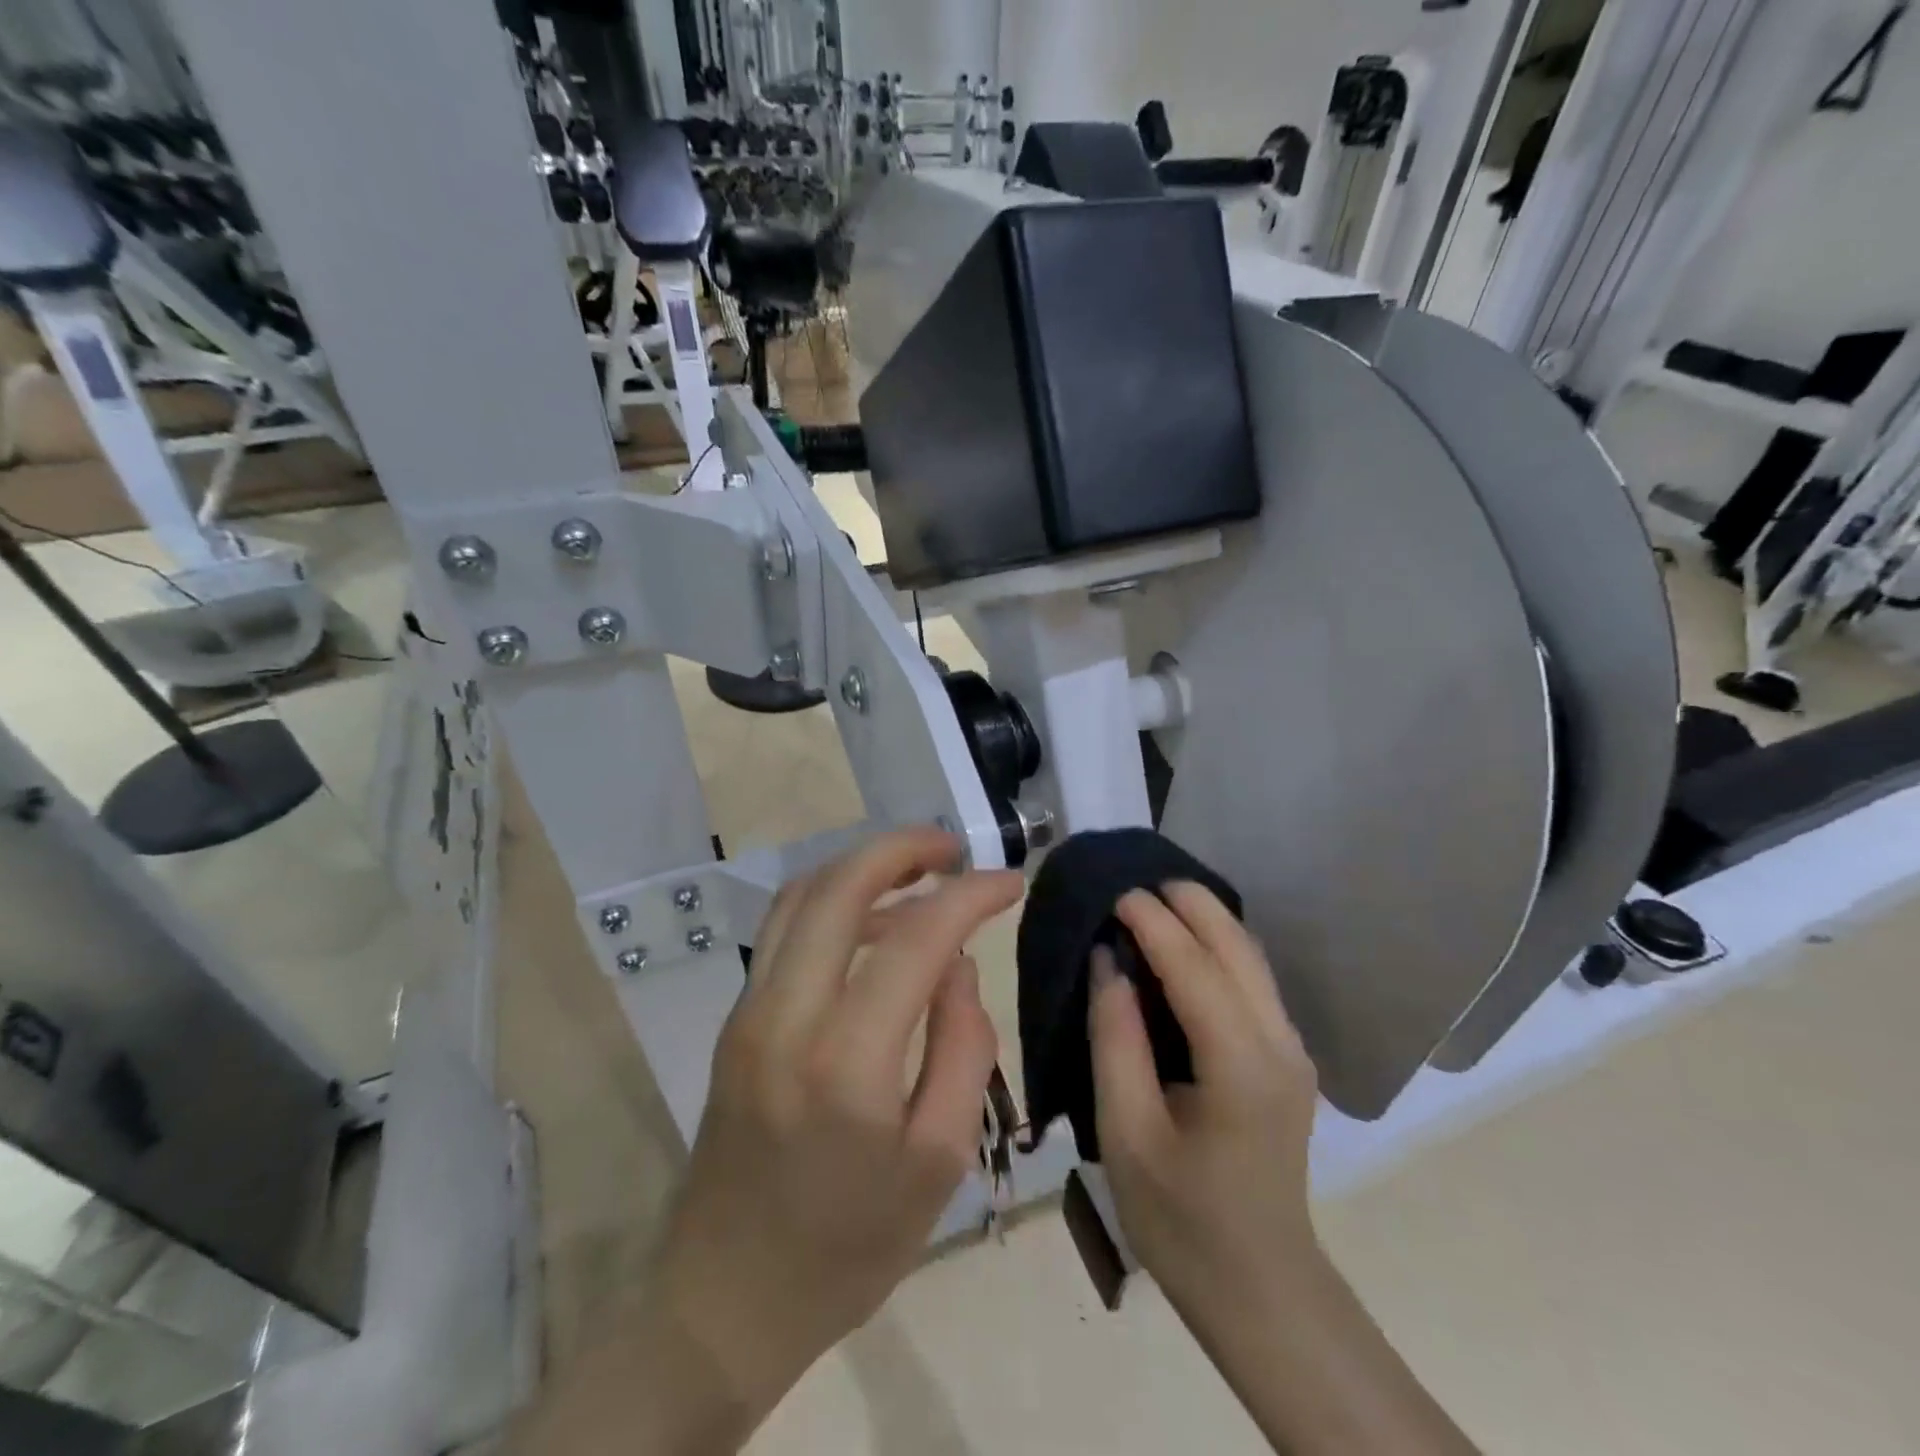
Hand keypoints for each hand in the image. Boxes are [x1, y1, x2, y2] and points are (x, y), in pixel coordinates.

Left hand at [651, 827, 1023, 1413]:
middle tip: (954, 848)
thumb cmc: (848, 1247)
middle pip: (839, 887)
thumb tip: (958, 966)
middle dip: (903, 848)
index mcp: (847, 1064)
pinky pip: (784, 929)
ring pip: (801, 896)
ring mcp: (748, 1011)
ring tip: (920, 870)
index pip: (915, 939)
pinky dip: (832, 899)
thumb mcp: (939, 1163)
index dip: (969, 895)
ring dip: (862, 865)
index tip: (1009, 881)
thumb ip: (962, 1049)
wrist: (725, 1297)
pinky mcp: (733, 1017)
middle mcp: (786, 1017)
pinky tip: (872, 915)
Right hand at [1088, 882, 1321, 1309]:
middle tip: (1135, 881)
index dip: (1154, 923)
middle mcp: (1279, 1045)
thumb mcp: (1126, 1132)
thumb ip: (1116, 1039)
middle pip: (1238, 947)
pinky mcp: (1286, 1057)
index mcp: (1240, 1066)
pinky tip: (1183, 943)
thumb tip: (1109, 962)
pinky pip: (1251, 980)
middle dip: (1190, 903)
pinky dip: (1217, 946)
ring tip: (1155, 899)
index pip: (1196, 969)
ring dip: (1207, 919)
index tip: (1115, 893)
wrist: (1260, 1288)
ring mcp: (1291, 1050)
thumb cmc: (1180, 1218)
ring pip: (1251, 958)